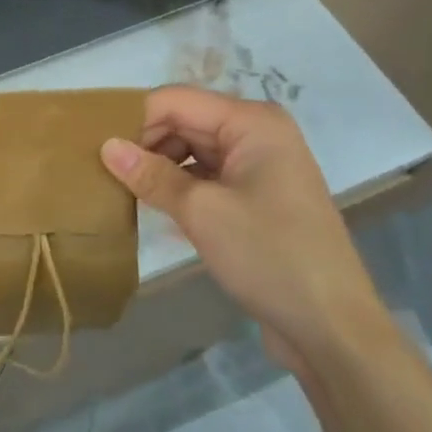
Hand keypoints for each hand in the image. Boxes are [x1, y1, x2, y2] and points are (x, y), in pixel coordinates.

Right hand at [99, 86, 389, 376]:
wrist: (334, 331)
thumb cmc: (270, 256)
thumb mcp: (202, 212)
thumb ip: (150, 175)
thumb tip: (106, 146)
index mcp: (252, 122)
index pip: (175, 101)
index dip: (135, 119)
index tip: (97, 147)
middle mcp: (257, 133)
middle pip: (184, 121)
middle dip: (145, 143)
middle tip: (105, 171)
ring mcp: (258, 166)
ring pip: (192, 149)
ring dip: (159, 166)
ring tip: (122, 189)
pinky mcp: (256, 196)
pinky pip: (206, 175)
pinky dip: (179, 185)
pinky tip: (152, 204)